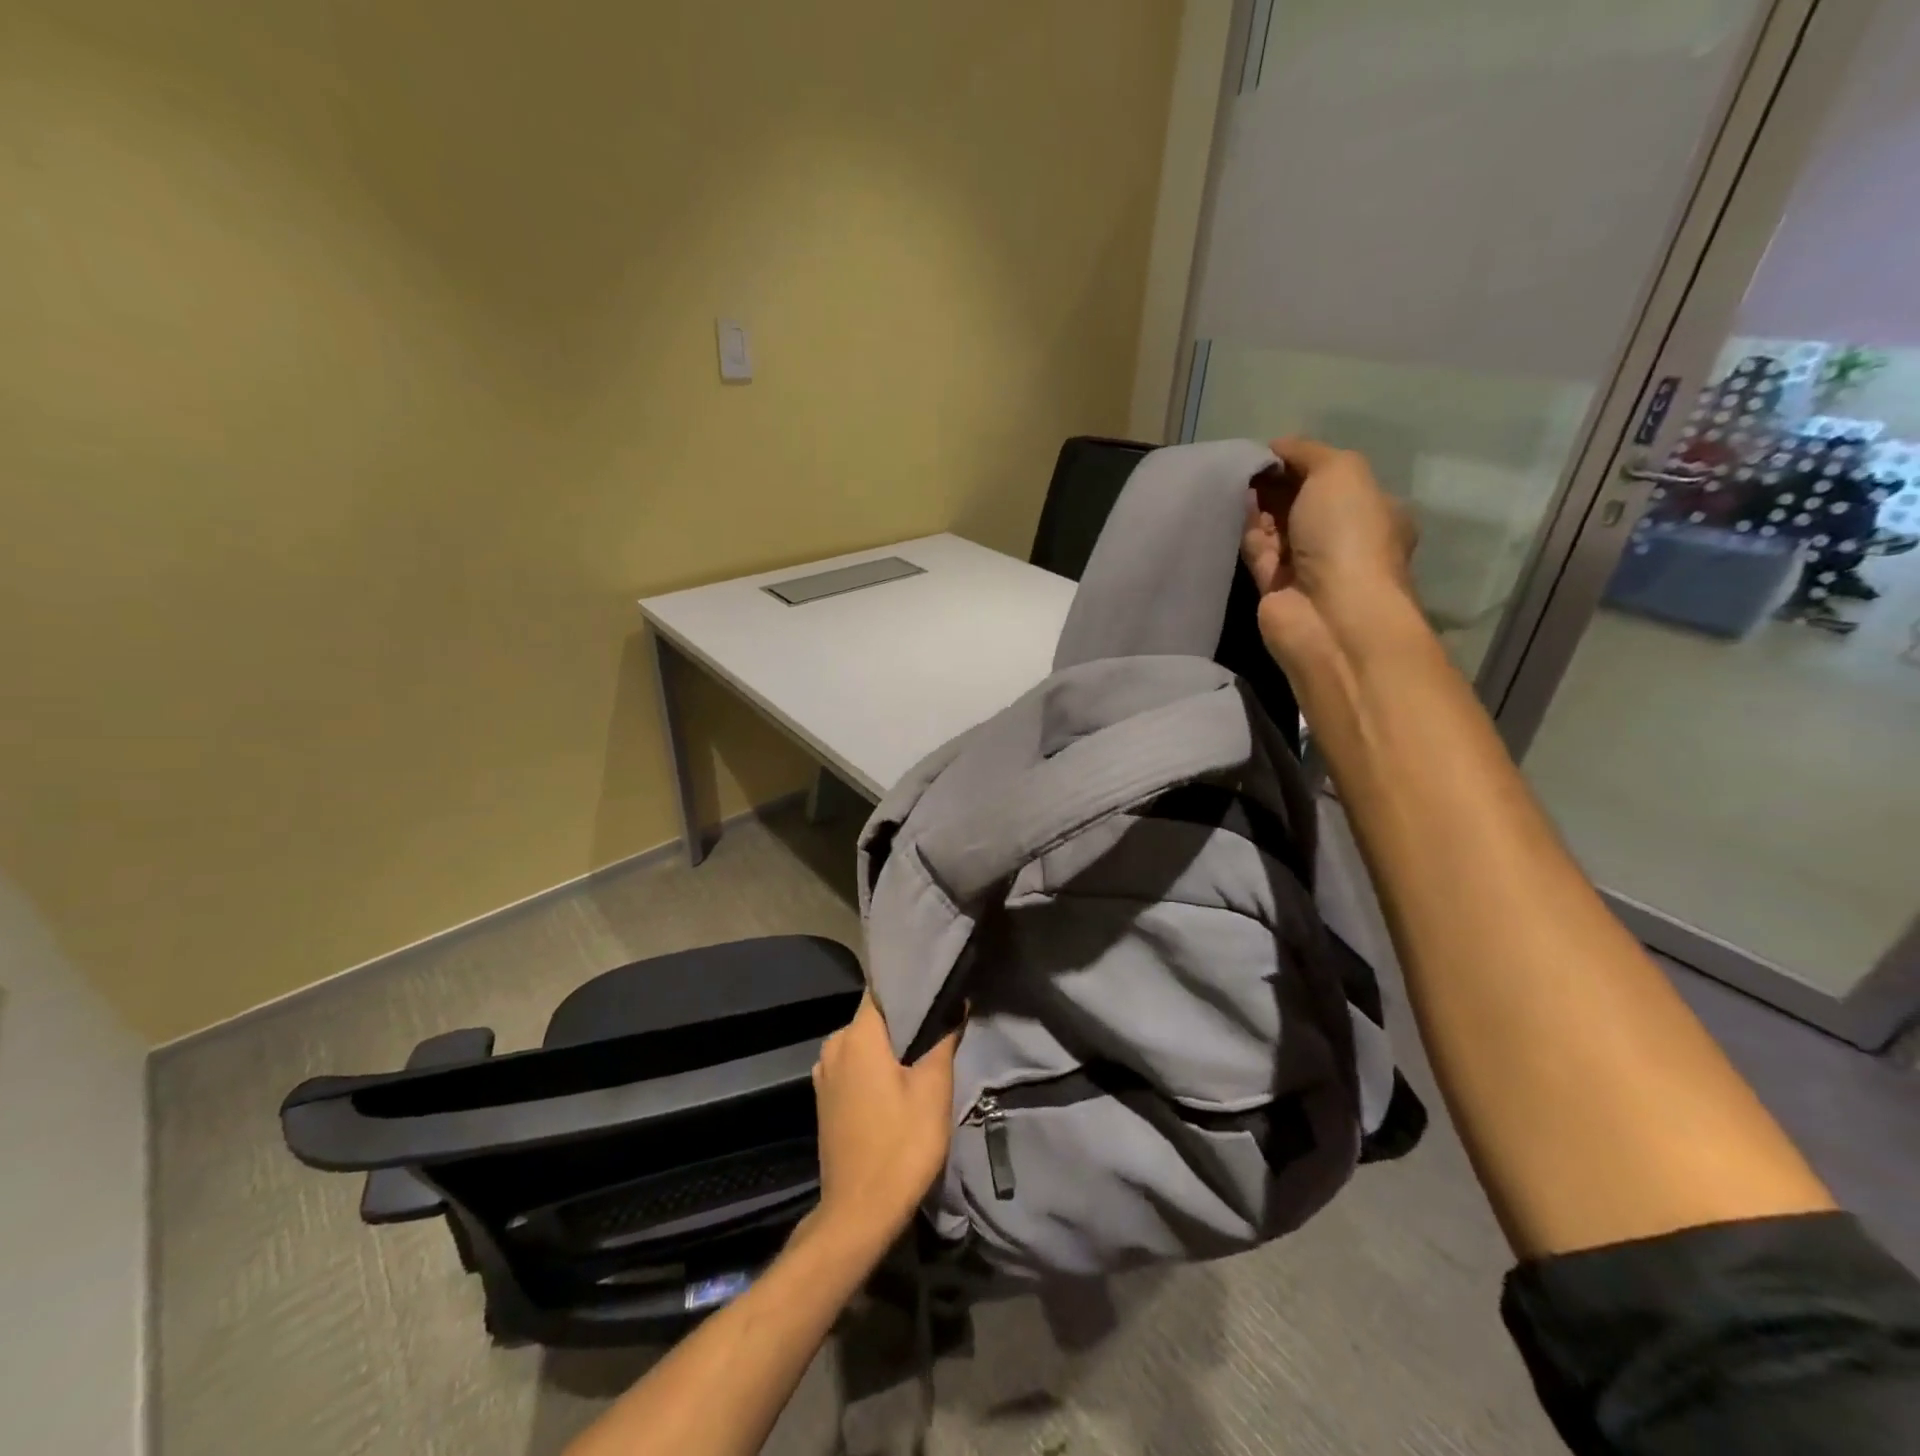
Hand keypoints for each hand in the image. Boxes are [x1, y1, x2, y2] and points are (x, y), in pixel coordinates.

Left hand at [808, 994, 958, 1255]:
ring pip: (864, 1043)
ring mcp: (824, 1074)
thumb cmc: (901, 1144)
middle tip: (939, 1024)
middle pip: (873, 1017)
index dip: (910, 988)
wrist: (859, 1213)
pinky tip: (898, 1080)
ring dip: (890, 1046)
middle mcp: (834, 1046)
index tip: (937, 990)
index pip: (882, 990)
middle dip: (904, 1020)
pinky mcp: (824, 1099)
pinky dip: (875, 1066)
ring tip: (923, 1052)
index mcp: (856, 1036)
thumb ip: (943, 1040)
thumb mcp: (934, 1089)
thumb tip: (954, 1005)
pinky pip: (854, 1066)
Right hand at [1242, 437, 1417, 666]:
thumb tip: (1275, 448)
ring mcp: (1307, 566)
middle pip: (1301, 502)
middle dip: (1275, 484)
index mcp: (1372, 509)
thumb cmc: (1348, 535)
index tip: (1269, 451)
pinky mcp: (1274, 589)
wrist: (1329, 614)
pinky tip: (1231, 512)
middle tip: (1246, 467)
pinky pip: (1256, 552)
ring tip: (1232, 484)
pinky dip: (1245, 532)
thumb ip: (1307, 452)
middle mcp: (1342, 538)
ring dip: (1257, 507)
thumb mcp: (1341, 471)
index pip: (1332, 478)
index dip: (1301, 461)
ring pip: (1276, 527)